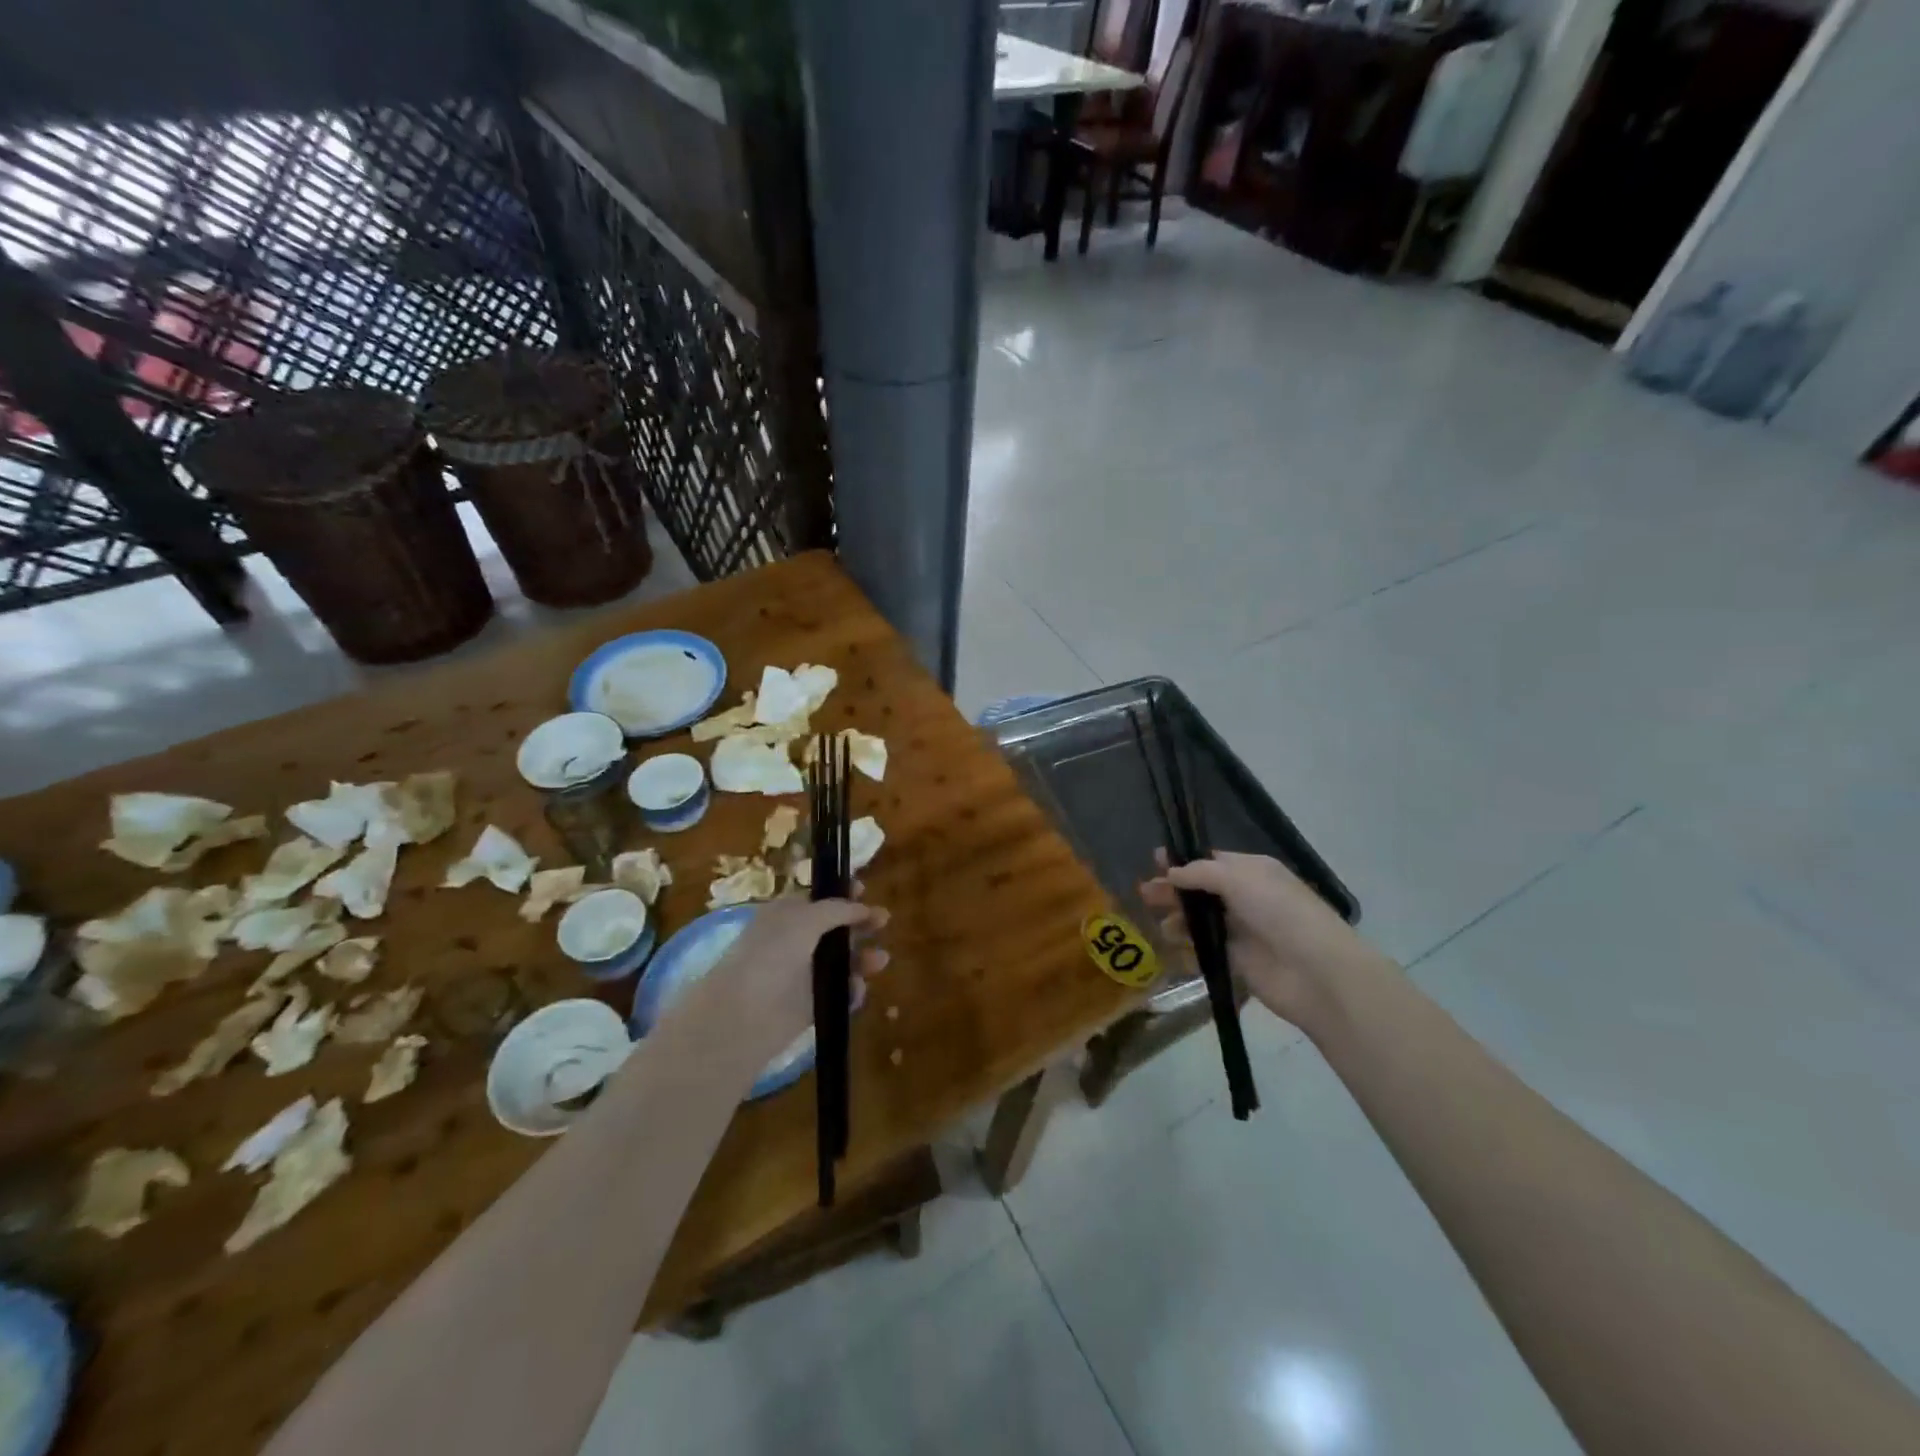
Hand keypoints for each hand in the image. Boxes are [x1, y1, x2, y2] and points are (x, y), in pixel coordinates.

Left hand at [659, 893, 888, 1077]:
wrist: (744, 1014)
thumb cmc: (772, 954)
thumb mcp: (805, 919)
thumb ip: (837, 909)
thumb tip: (861, 907)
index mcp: (785, 915)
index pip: (818, 900)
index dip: (842, 895)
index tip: (865, 890)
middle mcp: (793, 942)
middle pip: (834, 930)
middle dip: (860, 924)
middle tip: (884, 921)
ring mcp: (801, 975)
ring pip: (840, 962)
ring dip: (862, 958)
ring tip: (880, 960)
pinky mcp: (809, 1006)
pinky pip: (838, 994)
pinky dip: (851, 991)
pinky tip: (856, 990)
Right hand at [1140, 851, 1383, 1032]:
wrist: (1316, 971)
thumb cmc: (1279, 912)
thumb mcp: (1239, 879)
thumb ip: (1200, 873)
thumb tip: (1171, 872)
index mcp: (1252, 871)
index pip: (1211, 861)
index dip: (1183, 861)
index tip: (1155, 861)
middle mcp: (1246, 897)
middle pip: (1201, 890)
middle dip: (1173, 890)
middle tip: (1145, 894)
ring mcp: (1241, 930)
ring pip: (1200, 919)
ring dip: (1178, 919)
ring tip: (1161, 924)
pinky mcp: (1236, 960)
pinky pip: (1205, 948)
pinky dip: (1188, 946)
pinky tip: (1174, 946)